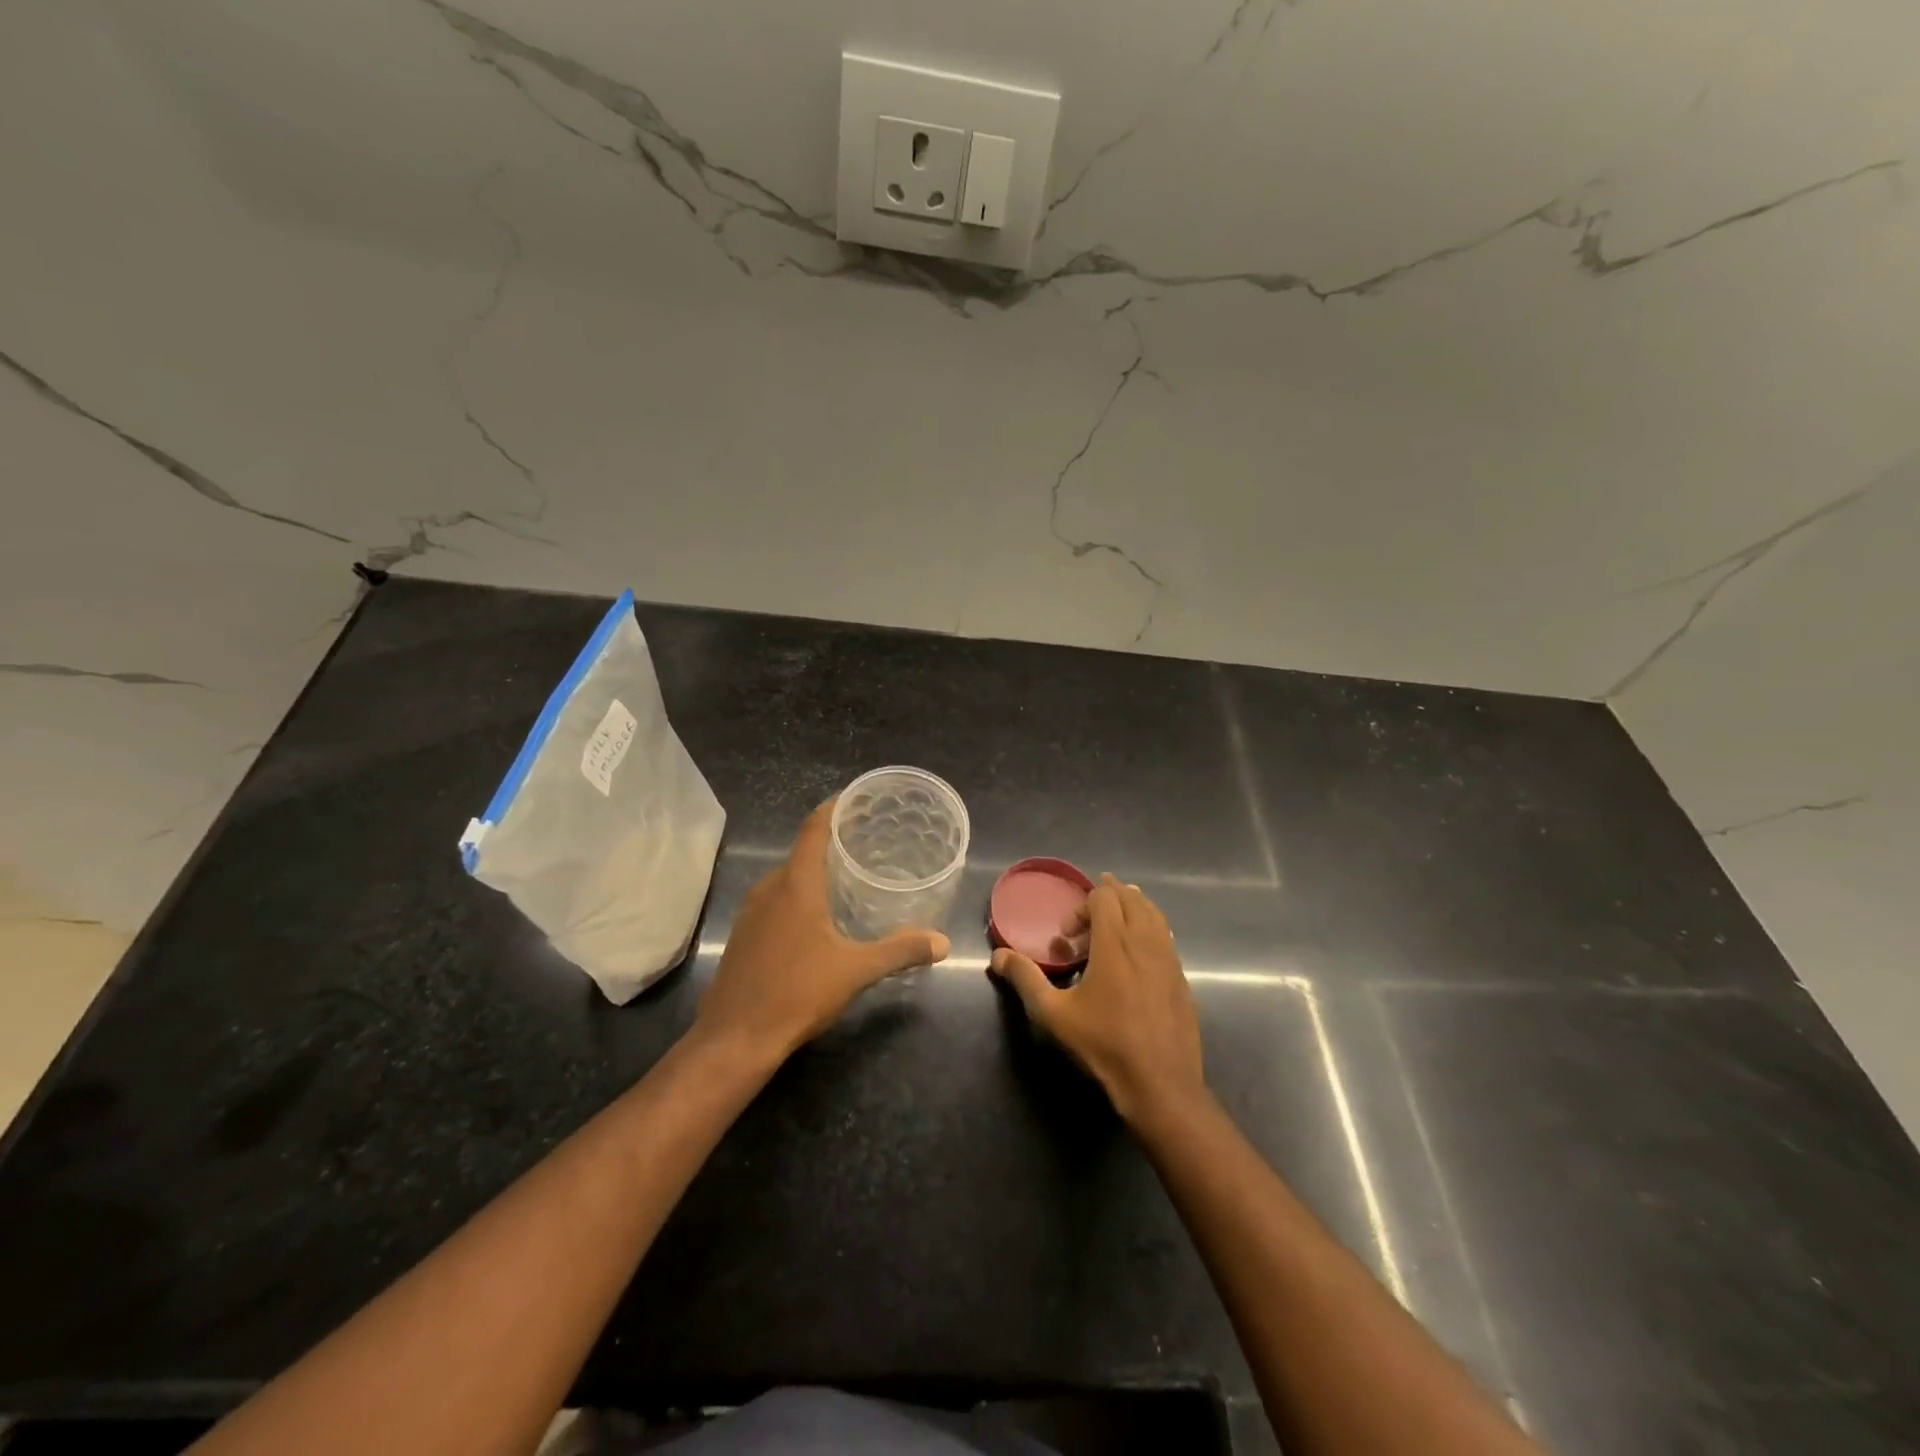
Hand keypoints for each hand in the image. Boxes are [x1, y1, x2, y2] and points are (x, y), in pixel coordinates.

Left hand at [698, 800, 949, 1060]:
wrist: (734, 1038)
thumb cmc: (797, 992)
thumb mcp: (856, 970)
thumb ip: (900, 950)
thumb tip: (942, 942)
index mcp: (796, 884)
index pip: (813, 829)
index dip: (833, 808)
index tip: (855, 798)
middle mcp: (769, 889)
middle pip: (801, 853)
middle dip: (832, 844)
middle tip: (866, 844)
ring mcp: (750, 912)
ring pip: (786, 879)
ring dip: (814, 874)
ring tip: (847, 879)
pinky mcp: (743, 935)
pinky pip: (774, 900)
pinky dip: (797, 896)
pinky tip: (817, 918)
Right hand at [989, 874, 1205, 1127]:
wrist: (1160, 1083)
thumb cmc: (1104, 1045)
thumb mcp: (1055, 1014)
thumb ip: (1026, 979)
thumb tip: (998, 956)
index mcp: (1115, 943)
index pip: (1105, 897)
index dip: (1083, 904)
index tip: (1069, 935)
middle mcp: (1146, 942)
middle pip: (1131, 898)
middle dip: (1108, 898)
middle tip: (1087, 917)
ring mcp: (1169, 959)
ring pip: (1154, 914)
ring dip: (1132, 909)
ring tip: (1114, 922)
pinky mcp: (1181, 978)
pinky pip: (1166, 936)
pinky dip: (1150, 929)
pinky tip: (1137, 952)